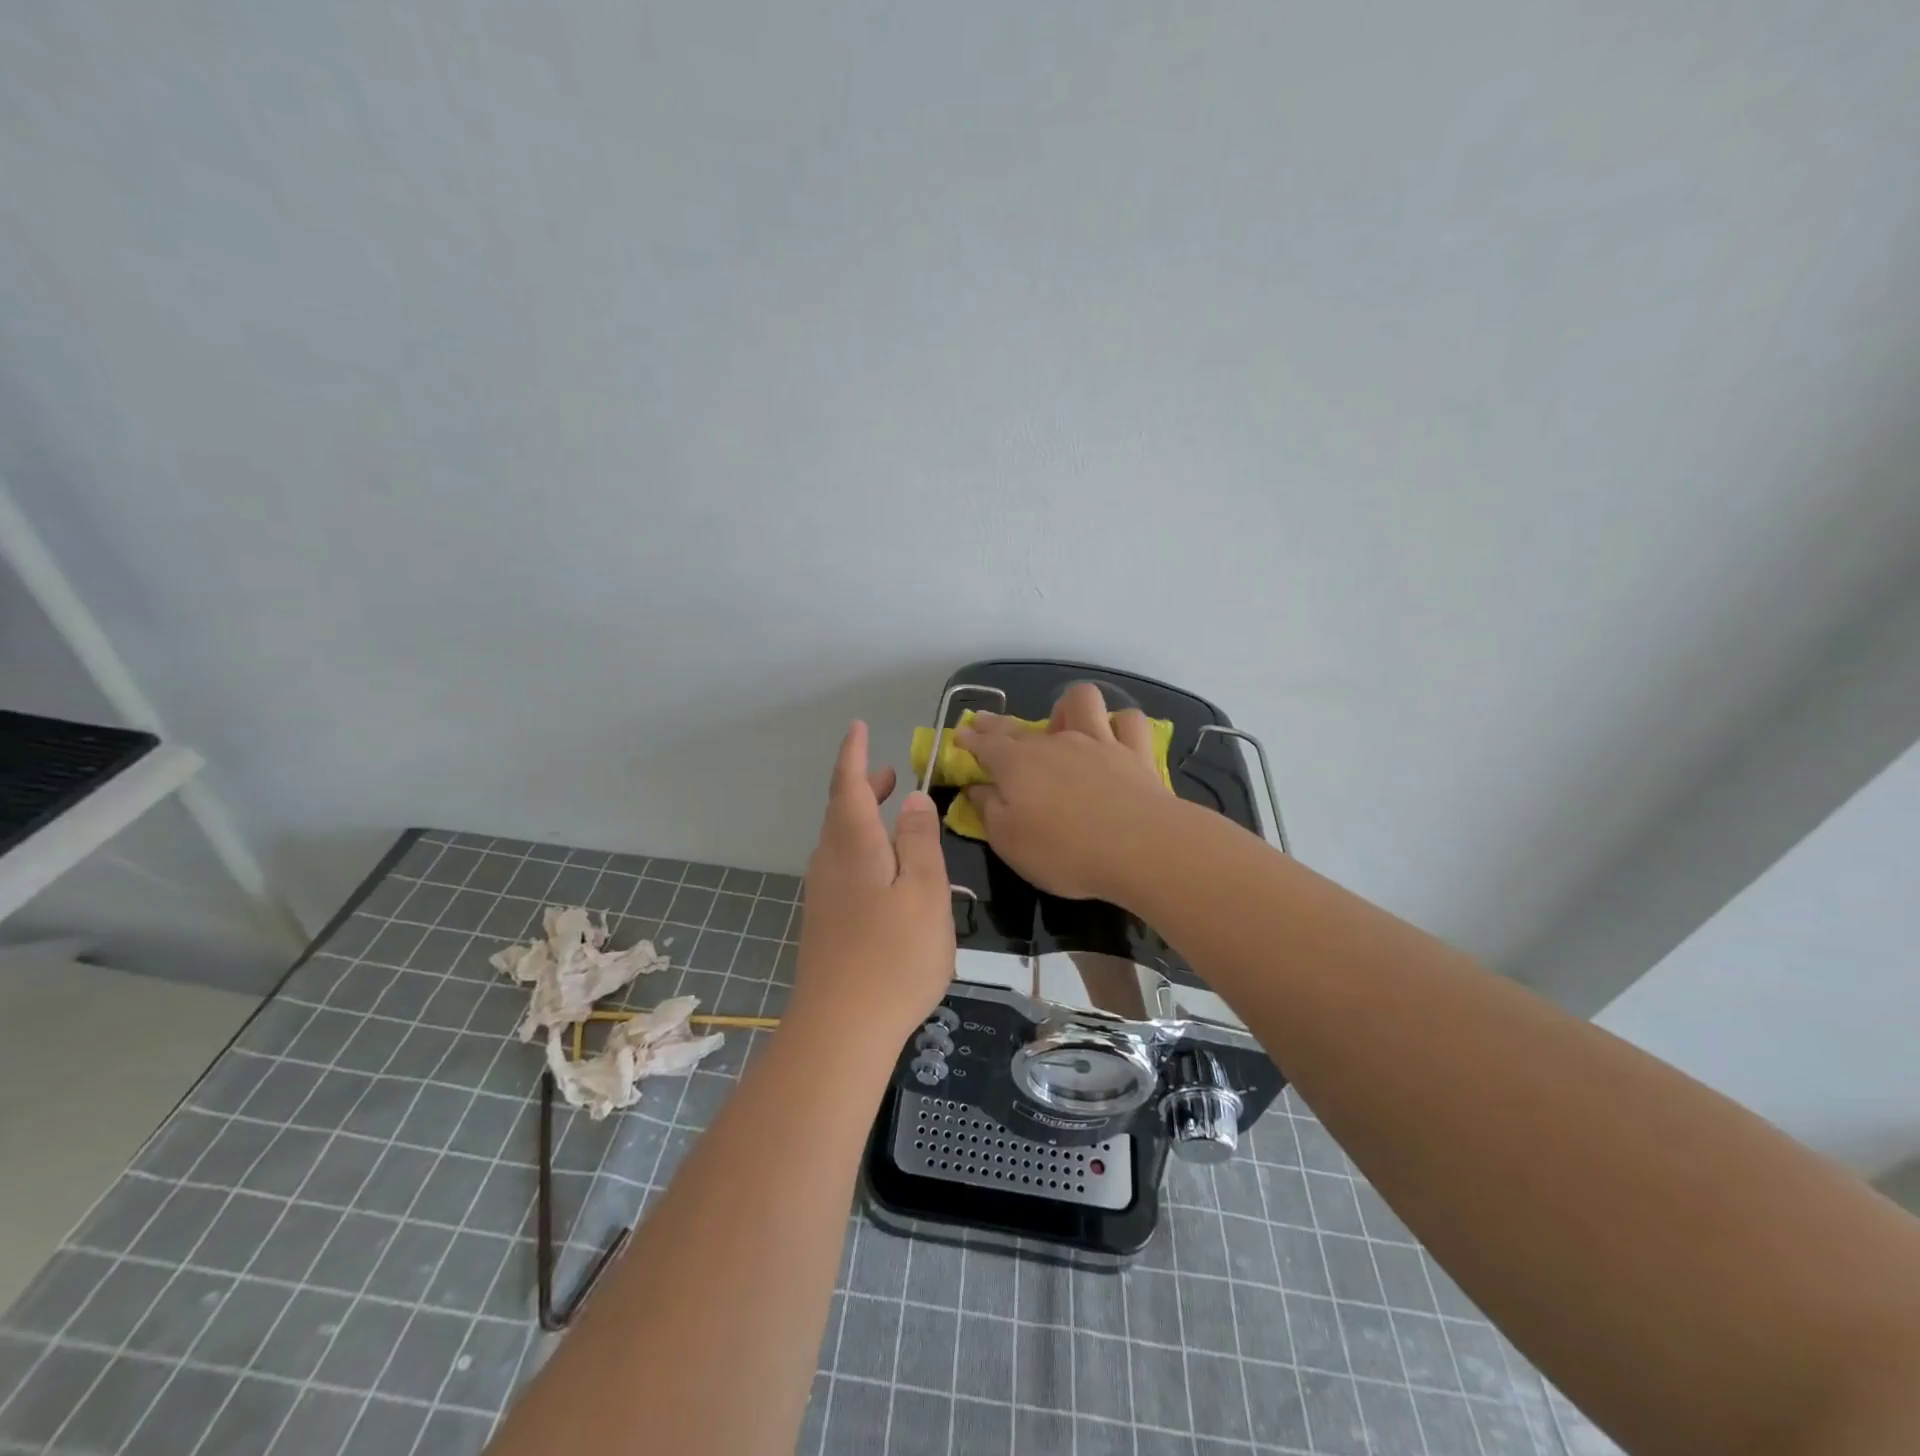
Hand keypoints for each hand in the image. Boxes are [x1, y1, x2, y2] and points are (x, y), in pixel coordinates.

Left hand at [792, 721, 955, 1048]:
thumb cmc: (894, 954)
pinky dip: (861, 848)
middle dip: (862, 787)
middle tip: (888, 776)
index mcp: (854, 845)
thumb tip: (915, 799)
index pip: (849, 785)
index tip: (858, 727)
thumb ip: (921, 841)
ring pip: (840, 840)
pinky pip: (842, 866)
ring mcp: (823, 895)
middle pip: (842, 811)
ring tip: (891, 814)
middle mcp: (830, 862)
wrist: (841, 1028)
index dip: (853, 754)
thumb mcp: (924, 891)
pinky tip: (882, 870)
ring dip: (862, 818)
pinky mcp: (825, 922)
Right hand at [955, 682, 1177, 901]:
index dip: (970, 739)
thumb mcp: (1009, 842)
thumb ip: (989, 811)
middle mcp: (1055, 743)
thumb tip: (976, 788)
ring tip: (1064, 726)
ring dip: (1069, 708)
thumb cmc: (1065, 851)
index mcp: (1017, 765)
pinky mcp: (1135, 752)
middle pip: (1019, 725)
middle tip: (986, 724)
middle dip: (998, 724)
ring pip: (1082, 701)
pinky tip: (1115, 737)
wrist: (1140, 848)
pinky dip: (1120, 725)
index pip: (985, 744)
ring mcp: (1098, 742)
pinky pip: (1129, 722)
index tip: (961, 736)